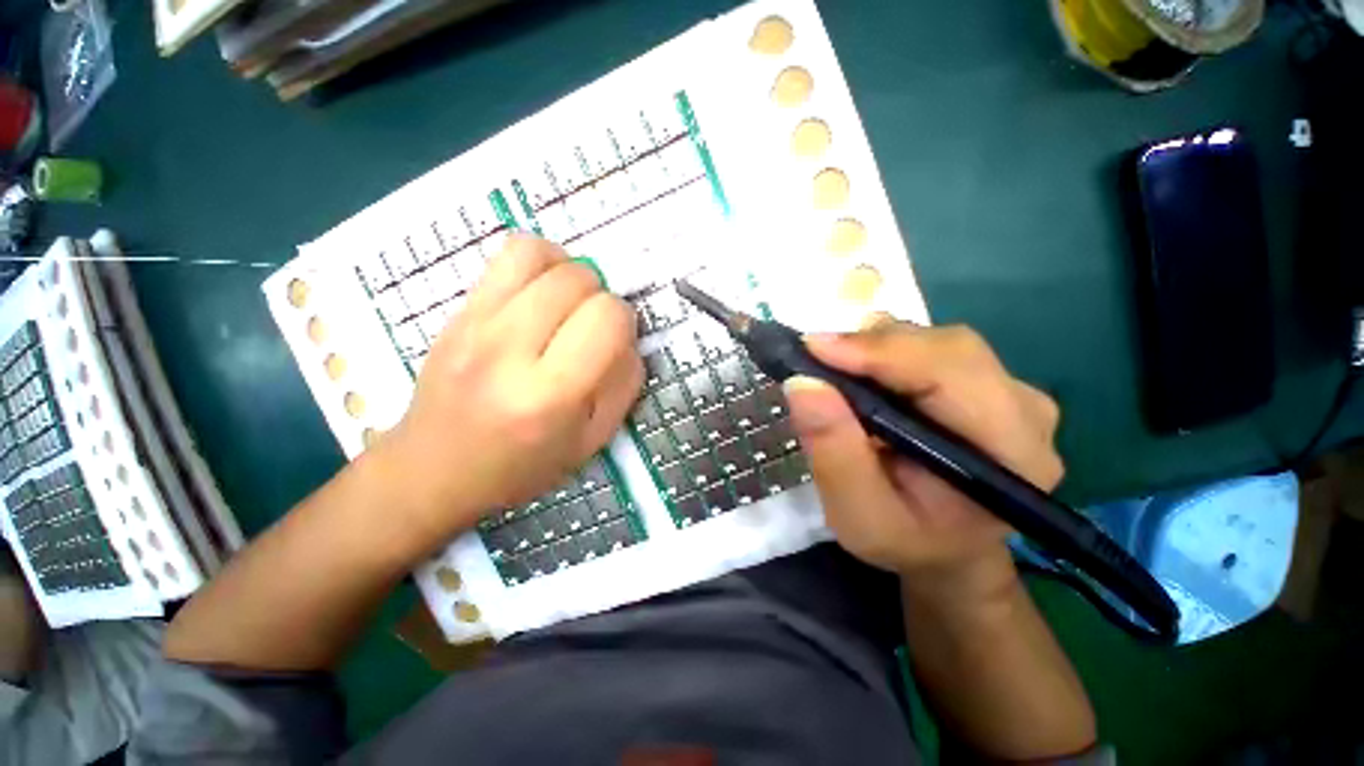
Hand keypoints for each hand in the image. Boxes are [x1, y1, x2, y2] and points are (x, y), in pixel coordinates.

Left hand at [379, 235, 642, 542]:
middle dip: (601, 297)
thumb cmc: (522, 465)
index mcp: (550, 394)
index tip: (616, 341)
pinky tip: (542, 292)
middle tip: (592, 326)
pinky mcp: (458, 310)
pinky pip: (508, 253)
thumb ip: (624, 384)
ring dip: (571, 272)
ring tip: (570, 302)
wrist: (434, 468)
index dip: (624, 323)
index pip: (607, 318)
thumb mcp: (592, 440)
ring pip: (541, 255)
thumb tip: (628, 337)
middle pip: (578, 280)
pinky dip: (540, 261)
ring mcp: (475, 324)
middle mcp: (509, 350)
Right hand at [783, 318, 1062, 597]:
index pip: (952, 374)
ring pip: (937, 340)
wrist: (946, 549)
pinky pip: (932, 347)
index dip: (880, 352)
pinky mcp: (986, 382)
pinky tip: (861, 372)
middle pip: (947, 347)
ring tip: (834, 369)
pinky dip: (885, 350)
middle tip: (815, 358)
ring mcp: (1010, 391)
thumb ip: (834, 452)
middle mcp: (1025, 411)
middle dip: (873, 346)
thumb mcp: (857, 514)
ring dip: (876, 346)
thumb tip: (803, 383)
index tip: (814, 348)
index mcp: (1012, 454)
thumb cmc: (904, 540)